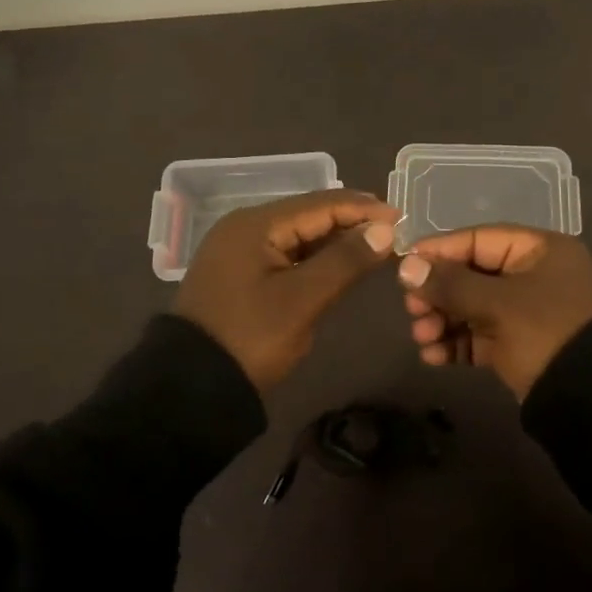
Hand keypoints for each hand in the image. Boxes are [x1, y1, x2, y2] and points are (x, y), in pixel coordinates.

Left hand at [174, 190, 398, 390]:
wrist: (190, 386)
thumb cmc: (250, 337)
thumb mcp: (302, 300)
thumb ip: (345, 261)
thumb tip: (383, 229)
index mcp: (255, 224)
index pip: (319, 204)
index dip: (362, 209)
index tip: (400, 218)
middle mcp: (244, 227)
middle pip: (307, 216)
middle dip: (350, 223)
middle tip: (392, 233)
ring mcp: (239, 251)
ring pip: (297, 236)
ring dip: (334, 241)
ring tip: (374, 247)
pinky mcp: (239, 274)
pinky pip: (284, 254)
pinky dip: (314, 258)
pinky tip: (338, 264)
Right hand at [397, 226, 591, 398]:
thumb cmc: (546, 333)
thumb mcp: (498, 304)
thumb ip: (450, 284)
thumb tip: (406, 267)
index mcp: (539, 251)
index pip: (478, 240)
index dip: (439, 251)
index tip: (405, 266)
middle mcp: (533, 276)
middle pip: (471, 274)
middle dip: (438, 293)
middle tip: (412, 309)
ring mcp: (526, 312)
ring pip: (472, 307)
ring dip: (442, 321)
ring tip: (420, 337)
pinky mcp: (519, 345)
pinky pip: (479, 336)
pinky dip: (456, 344)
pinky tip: (433, 356)